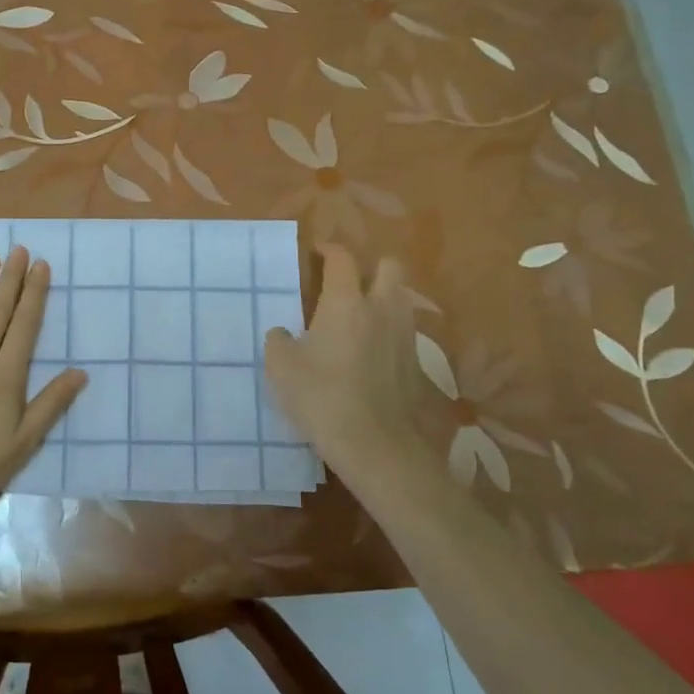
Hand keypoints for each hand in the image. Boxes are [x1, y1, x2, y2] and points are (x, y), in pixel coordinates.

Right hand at [263, 245, 438, 495]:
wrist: (375, 444)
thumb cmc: (322, 397)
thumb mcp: (281, 368)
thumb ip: (278, 341)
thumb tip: (283, 333)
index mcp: (346, 302)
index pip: (342, 258)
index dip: (329, 249)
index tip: (317, 252)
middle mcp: (381, 309)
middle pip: (389, 266)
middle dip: (369, 266)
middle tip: (346, 282)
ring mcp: (404, 335)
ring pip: (400, 297)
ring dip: (382, 296)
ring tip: (358, 315)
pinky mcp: (415, 362)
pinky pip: (403, 330)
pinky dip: (387, 329)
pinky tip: (369, 350)